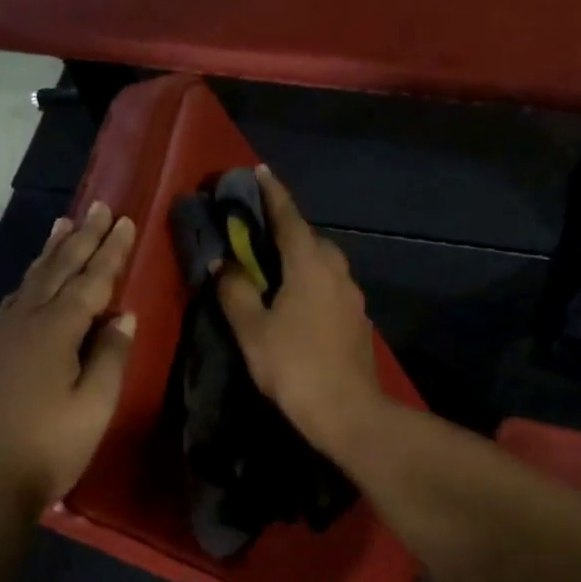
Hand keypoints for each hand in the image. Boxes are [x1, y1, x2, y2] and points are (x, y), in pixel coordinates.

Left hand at [0, 202, 136, 534]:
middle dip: (80, 239)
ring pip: (27, 285)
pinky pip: (9, 308)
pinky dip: (27, 287)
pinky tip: (28, 289)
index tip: (122, 219)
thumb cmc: (46, 449)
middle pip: (56, 271)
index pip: (90, 281)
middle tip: (95, 207)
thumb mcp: (93, 407)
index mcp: (54, 332)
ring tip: (61, 227)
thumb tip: (122, 316)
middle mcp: (21, 324)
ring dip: (49, 255)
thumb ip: (110, 357)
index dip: (109, 251)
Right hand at [217, 166, 382, 454]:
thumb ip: (235, 290)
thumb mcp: (252, 330)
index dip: (272, 193)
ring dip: (299, 256)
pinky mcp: (357, 319)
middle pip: (309, 238)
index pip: (288, 217)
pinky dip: (311, 281)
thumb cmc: (294, 366)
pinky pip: (330, 286)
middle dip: (285, 228)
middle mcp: (337, 270)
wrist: (347, 411)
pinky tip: (297, 301)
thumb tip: (223, 262)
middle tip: (257, 230)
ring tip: (274, 266)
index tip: (259, 171)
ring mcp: (352, 295)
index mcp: (309, 264)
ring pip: (323, 263)